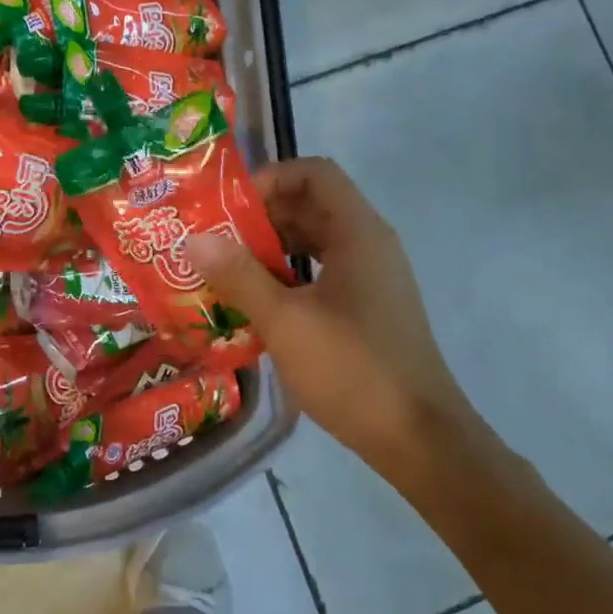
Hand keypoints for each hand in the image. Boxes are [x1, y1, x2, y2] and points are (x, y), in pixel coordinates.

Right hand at [187, 158, 483, 485]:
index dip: (270, 179)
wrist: (418, 440)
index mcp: (358, 233)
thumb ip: (238, 275)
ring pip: (313, 242)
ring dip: (269, 249)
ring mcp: (370, 279)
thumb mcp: (285, 321)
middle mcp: (368, 246)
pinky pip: (319, 274)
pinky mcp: (365, 310)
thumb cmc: (353, 369)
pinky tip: (255, 305)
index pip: (314, 173)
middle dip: (260, 217)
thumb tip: (193, 238)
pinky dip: (286, 278)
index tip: (230, 210)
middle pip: (310, 206)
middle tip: (214, 241)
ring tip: (224, 271)